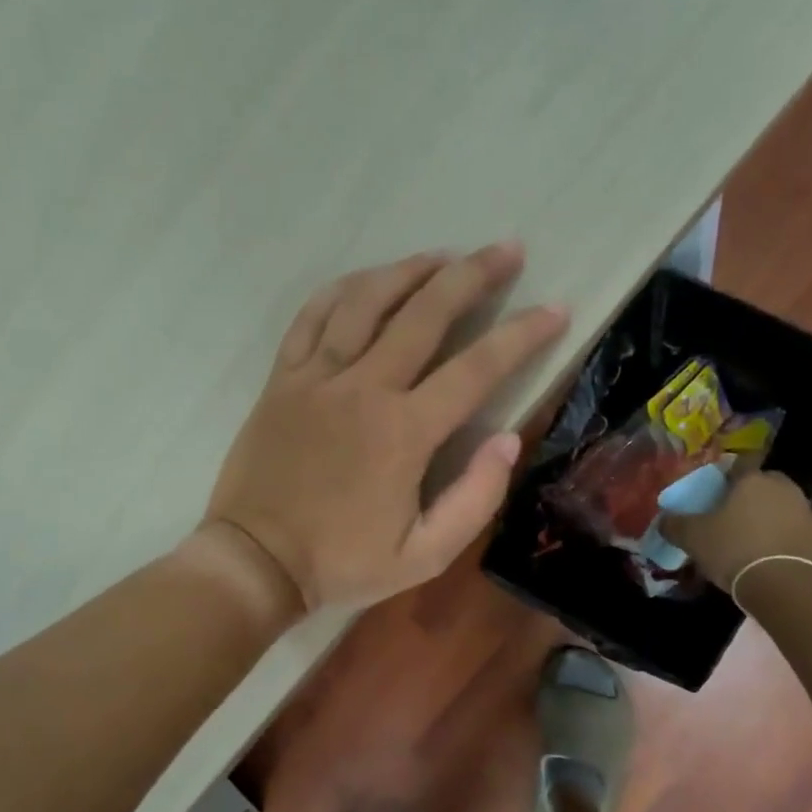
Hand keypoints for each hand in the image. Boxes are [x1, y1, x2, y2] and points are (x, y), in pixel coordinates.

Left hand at [205, 243, 568, 611]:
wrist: (255, 561)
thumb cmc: (342, 561)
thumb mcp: (424, 555)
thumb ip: (474, 499)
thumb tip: (507, 439)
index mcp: (404, 432)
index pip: (477, 368)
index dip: (522, 334)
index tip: (555, 308)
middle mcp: (363, 389)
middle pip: (425, 313)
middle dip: (473, 275)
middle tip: (506, 250)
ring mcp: (317, 377)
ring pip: (367, 301)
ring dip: (410, 270)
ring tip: (443, 255)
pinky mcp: (283, 378)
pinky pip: (312, 316)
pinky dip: (343, 290)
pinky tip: (367, 279)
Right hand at [659, 469, 811, 592]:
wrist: (786, 587)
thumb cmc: (735, 549)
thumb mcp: (693, 537)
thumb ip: (674, 524)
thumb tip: (663, 520)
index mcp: (753, 479)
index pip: (739, 464)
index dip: (725, 475)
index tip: (713, 491)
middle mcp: (782, 488)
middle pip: (761, 484)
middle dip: (747, 495)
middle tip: (728, 514)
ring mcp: (804, 512)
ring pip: (778, 506)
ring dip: (764, 517)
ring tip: (744, 538)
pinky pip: (790, 529)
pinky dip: (777, 537)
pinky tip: (762, 555)